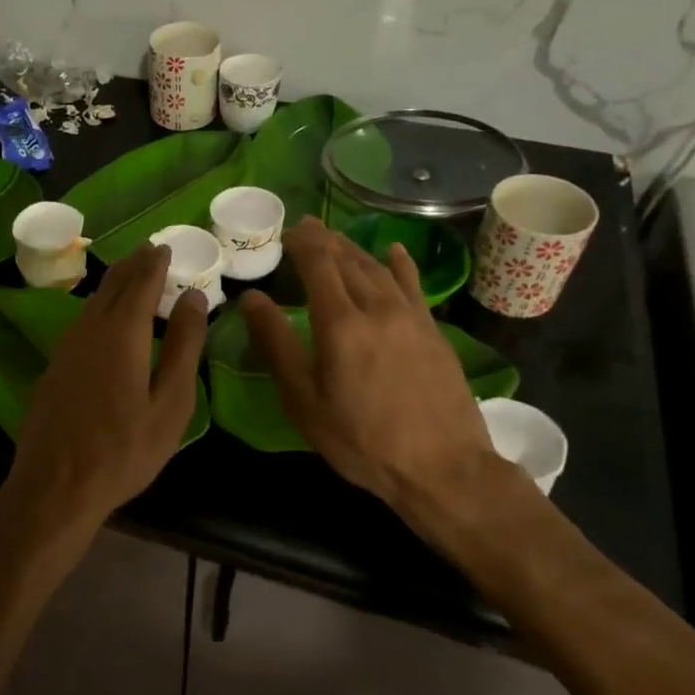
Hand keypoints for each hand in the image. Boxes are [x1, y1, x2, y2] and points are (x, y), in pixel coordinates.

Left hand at [3, 244, 208, 542]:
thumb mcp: (170, 404)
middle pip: (113, 285)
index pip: (141, 282)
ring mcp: (66, 347)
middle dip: (133, 264)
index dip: (155, 263)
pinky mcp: (54, 366)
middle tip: (150, 250)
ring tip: (131, 274)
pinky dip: (100, 306)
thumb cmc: (125, 450)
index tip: (166, 247)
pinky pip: (81, 321)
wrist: (56, 486)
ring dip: (115, 283)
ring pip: (93, 301)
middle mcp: (90, 329)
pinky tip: (105, 317)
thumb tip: (194, 298)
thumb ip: (184, 347)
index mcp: (122, 333)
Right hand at [239, 218, 509, 551]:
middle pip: (348, 259)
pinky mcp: (433, 331)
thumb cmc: (361, 439)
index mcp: (340, 323)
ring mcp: (410, 317)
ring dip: (353, 249)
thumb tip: (251, 299)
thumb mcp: (304, 400)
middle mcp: (376, 307)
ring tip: (336, 239)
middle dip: (324, 239)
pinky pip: (412, 285)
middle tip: (305, 227)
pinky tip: (394, 252)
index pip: (318, 263)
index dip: (301, 241)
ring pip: (377, 268)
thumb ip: (276, 344)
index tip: (285, 231)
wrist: (443, 467)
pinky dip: (399, 265)